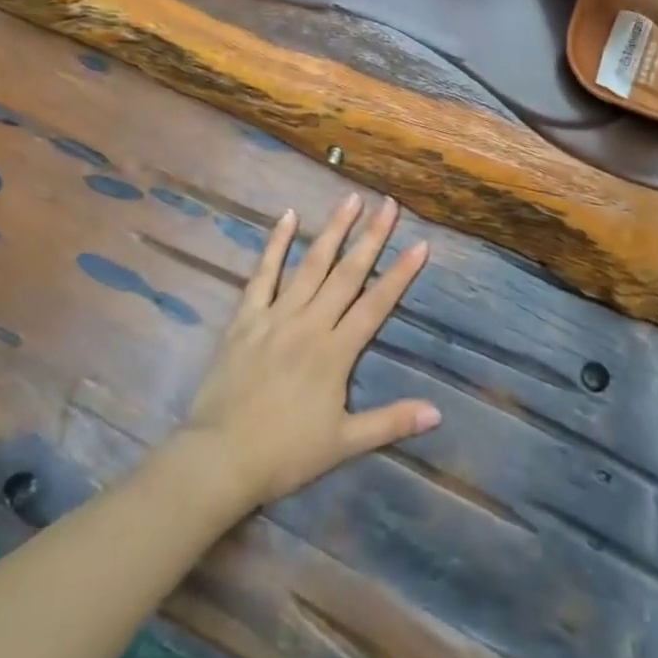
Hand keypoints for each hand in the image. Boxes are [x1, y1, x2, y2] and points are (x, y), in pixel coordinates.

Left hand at [177, 196, 438, 512]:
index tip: (420, 244)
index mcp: (335, 352)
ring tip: (350, 199)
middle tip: (388, 204)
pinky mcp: (247, 317)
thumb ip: (390, 422)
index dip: (400, 275)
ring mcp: (277, 315)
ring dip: (333, 230)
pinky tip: (288, 217)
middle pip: (347, 273)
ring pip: (311, 264)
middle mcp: (310, 323)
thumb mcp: (344, 444)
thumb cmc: (285, 454)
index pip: (376, 305)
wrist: (220, 458)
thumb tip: (437, 412)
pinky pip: (264, 274)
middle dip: (371, 237)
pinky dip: (276, 244)